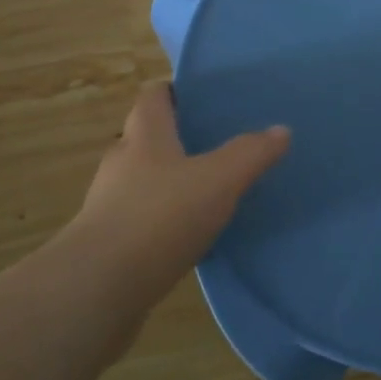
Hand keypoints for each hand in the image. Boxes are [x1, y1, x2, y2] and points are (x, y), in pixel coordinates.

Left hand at [71, 82, 289, 298]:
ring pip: (143, 181)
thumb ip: (250, 153)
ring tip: (207, 191)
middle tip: (215, 143)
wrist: (98, 288)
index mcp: (144, 136)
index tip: (201, 97)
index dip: (175, 91)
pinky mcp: (109, 243)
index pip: (153, 96)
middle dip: (177, 138)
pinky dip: (162, 220)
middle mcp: (121, 162)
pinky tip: (188, 236)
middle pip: (147, 138)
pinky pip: (140, 220)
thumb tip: (281, 129)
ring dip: (170, 182)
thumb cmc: (160, 217)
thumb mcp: (218, 181)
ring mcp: (109, 204)